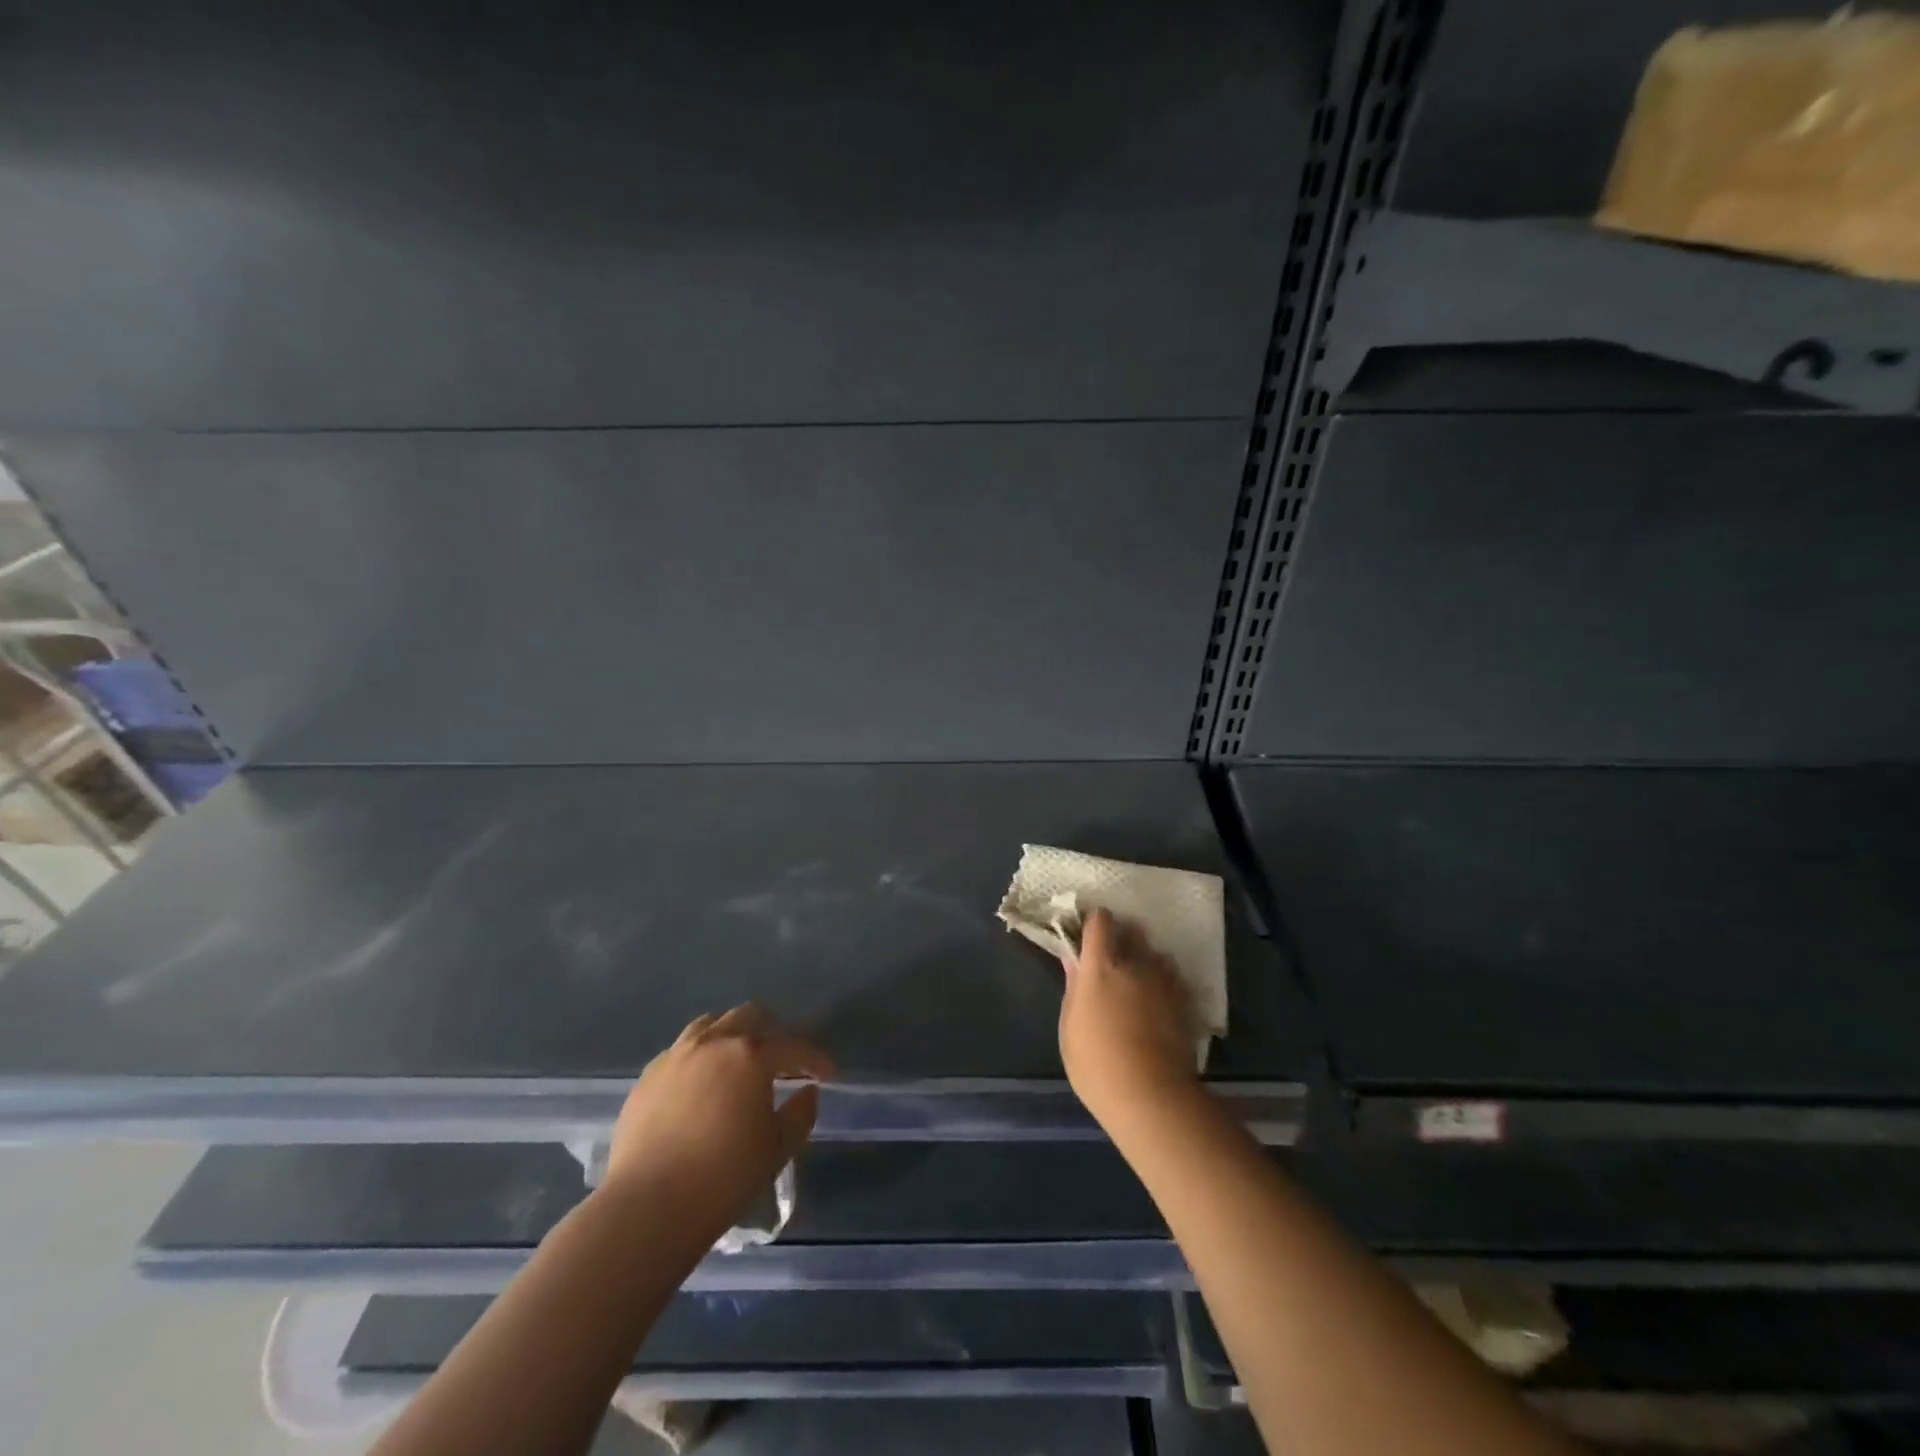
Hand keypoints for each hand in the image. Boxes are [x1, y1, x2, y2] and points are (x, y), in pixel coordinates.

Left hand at [604, 1005, 835, 1234]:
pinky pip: (682, 1050)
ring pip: (712, 1024)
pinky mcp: (648, 1076)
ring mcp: (676, 1055)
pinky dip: (701, 1056)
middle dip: (774, 1033)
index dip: (816, 1059)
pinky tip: (702, 1084)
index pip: (794, 1047)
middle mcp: (714, 1042)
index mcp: (751, 1054)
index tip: (828, 1074)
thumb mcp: (776, 1149)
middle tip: (784, 1062)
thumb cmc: (722, 1178)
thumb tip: (807, 1092)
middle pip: (751, 1016)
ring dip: (734, 1036)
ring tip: (740, 1063)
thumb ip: (800, 1114)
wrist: (646, 1207)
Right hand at [1058, 908, 1201, 1131]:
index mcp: (1101, 966)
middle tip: (1111, 956)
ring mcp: (1164, 982)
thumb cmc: (1097, 1065)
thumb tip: (1073, 960)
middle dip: (1122, 936)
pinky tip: (1157, 1000)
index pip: (1100, 922)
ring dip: (1145, 958)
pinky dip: (1163, 980)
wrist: (1152, 1097)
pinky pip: (1173, 977)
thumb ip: (1073, 987)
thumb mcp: (1069, 1028)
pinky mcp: (1185, 1001)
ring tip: (1137, 979)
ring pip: (1156, 953)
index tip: (1087, 933)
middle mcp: (1135, 964)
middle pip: (1132, 930)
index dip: (1093, 922)